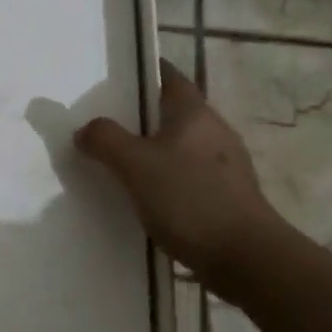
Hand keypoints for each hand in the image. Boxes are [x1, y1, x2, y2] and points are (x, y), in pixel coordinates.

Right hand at [74, 63, 291, 287]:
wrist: (246, 259)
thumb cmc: (190, 200)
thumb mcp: (135, 165)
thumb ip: (105, 140)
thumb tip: (85, 130)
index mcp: (195, 114)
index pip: (170, 78)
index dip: (146, 72)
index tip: (119, 77)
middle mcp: (215, 132)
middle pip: (174, 113)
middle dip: (142, 117)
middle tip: (106, 124)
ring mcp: (225, 167)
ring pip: (181, 147)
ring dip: (154, 151)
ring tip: (119, 164)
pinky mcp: (228, 198)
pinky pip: (188, 178)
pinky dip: (166, 181)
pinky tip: (146, 199)